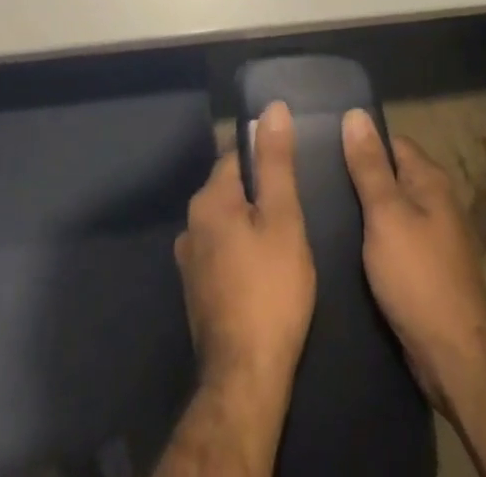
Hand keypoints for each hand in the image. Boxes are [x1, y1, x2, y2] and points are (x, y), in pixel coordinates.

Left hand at [174, 101, 316, 402]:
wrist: (245, 378)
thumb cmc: (271, 290)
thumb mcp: (284, 219)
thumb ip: (277, 162)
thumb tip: (272, 107)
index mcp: (209, 199)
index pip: (239, 157)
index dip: (268, 161)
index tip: (296, 176)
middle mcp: (191, 223)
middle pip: (232, 189)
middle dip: (260, 194)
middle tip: (296, 212)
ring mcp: (189, 260)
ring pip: (227, 223)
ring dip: (250, 226)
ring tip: (283, 242)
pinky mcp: (196, 291)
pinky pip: (221, 252)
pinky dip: (241, 252)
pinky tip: (264, 272)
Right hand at [342, 109, 485, 413]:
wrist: (456, 357)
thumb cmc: (418, 277)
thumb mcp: (386, 215)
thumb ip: (369, 166)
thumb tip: (355, 113)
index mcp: (430, 180)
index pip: (391, 143)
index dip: (360, 142)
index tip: (324, 148)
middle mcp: (437, 202)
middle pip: (392, 176)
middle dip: (359, 178)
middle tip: (316, 182)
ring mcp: (435, 238)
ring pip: (392, 211)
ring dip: (365, 212)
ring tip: (323, 212)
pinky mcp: (427, 270)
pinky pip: (395, 241)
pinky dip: (374, 241)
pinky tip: (347, 249)